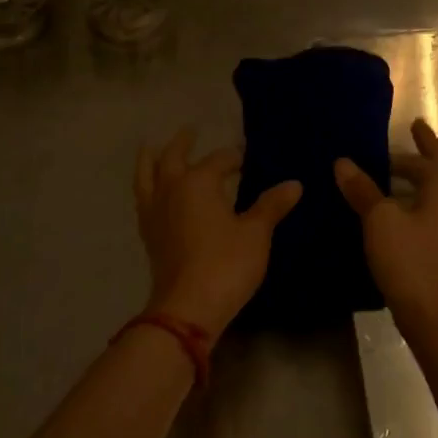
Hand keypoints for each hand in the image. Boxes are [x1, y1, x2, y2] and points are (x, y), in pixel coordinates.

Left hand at [134, 128, 302, 339]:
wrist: (188, 307)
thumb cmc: (226, 263)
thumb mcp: (256, 233)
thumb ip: (272, 206)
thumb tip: (294, 184)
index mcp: (199, 181)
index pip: (219, 160)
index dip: (234, 157)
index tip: (245, 157)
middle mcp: (172, 189)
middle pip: (173, 157)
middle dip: (183, 143)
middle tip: (190, 130)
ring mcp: (155, 212)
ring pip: (147, 176)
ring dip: (151, 159)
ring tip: (152, 148)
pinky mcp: (149, 235)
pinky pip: (144, 199)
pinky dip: (147, 187)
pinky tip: (153, 192)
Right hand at [335, 119, 437, 347]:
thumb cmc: (410, 262)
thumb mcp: (379, 221)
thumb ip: (363, 189)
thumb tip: (342, 162)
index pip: (431, 154)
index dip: (420, 140)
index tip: (413, 124)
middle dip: (433, 151)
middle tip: (419, 136)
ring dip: (437, 172)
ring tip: (419, 167)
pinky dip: (437, 194)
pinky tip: (420, 205)